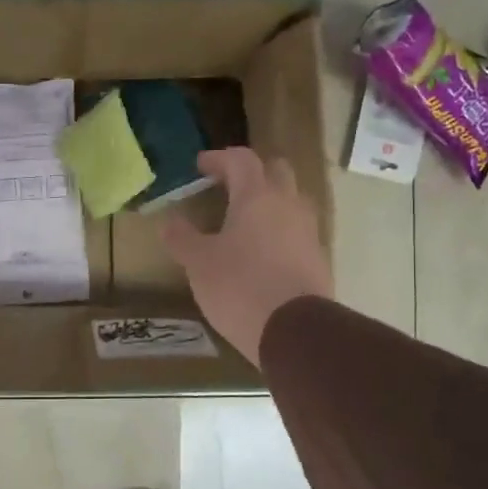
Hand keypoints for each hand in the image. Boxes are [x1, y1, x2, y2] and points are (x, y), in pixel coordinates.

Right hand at [162, 148, 331, 365]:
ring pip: (291, 202)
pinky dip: (279, 232)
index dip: (219, 158)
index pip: (241, 159)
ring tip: (245, 222)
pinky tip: (262, 254)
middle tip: (229, 186)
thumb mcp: (199, 263)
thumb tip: (169, 222)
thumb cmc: (240, 286)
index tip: (200, 166)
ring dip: (270, 203)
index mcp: (257, 196)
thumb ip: (182, 238)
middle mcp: (288, 205)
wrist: (295, 330)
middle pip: (276, 171)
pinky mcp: (318, 259)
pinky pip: (297, 233)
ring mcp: (308, 232)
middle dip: (252, 173)